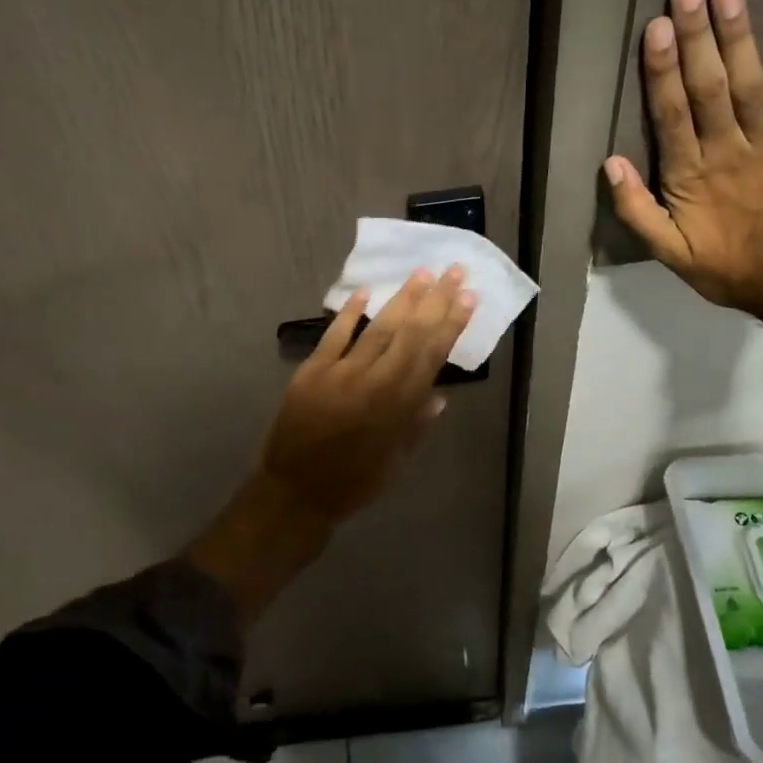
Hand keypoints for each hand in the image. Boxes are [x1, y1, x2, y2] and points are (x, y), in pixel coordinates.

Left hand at [185, 267, 476, 627]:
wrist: (294, 493)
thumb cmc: (352, 484)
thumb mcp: (394, 462)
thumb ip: (416, 426)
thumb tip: (439, 396)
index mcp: (399, 407)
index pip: (432, 356)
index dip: (451, 324)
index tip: (468, 297)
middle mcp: (374, 382)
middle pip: (410, 333)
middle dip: (435, 300)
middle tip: (453, 269)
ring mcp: (341, 372)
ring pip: (378, 328)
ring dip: (402, 298)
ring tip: (422, 273)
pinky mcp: (312, 370)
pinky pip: (335, 335)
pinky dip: (349, 312)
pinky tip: (364, 292)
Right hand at [605, 0, 762, 319]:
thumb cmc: (726, 267)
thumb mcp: (669, 253)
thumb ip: (637, 210)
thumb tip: (610, 163)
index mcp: (691, 176)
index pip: (672, 114)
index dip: (662, 70)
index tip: (655, 27)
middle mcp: (728, 150)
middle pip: (709, 86)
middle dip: (697, 36)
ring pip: (750, 83)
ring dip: (739, 36)